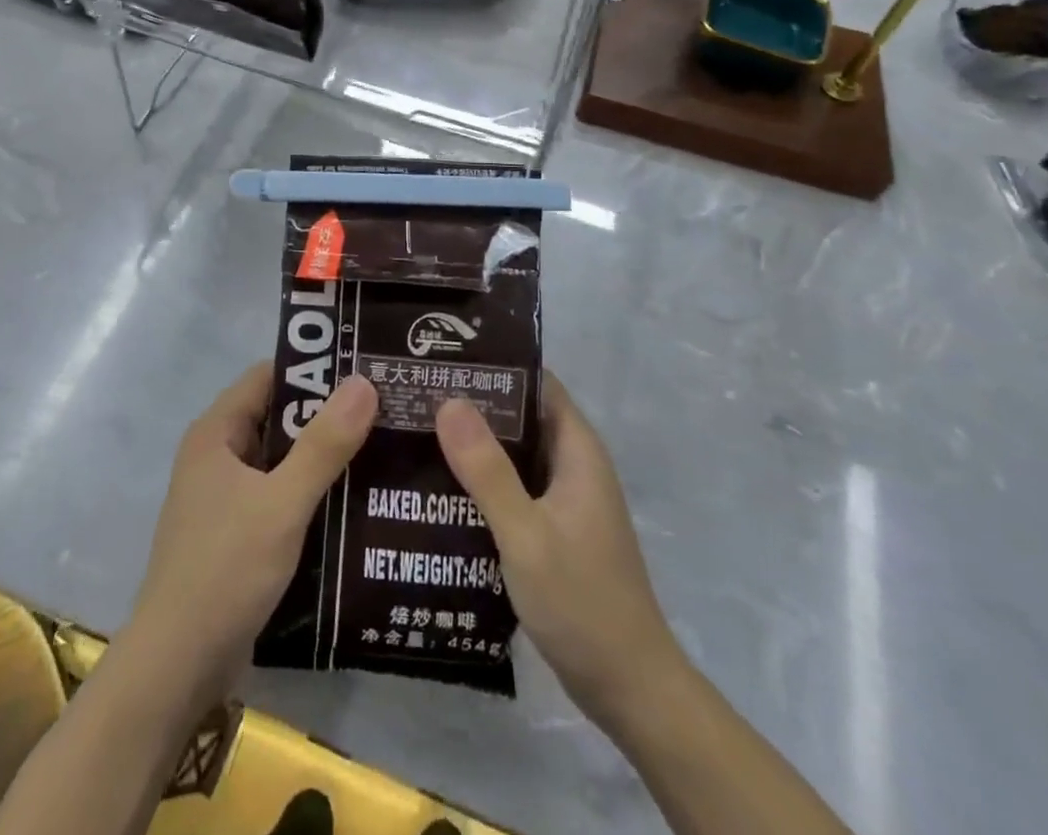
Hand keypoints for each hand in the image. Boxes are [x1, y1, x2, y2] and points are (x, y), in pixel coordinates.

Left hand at [129, 361, 376, 701]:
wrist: (177, 665)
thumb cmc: (225, 569)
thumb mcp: (282, 503)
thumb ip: (324, 444)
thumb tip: (363, 382)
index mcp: (216, 433)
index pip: (268, 377)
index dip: (313, 368)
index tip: (362, 368)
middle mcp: (218, 455)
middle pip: (277, 417)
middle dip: (325, 414)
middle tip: (384, 408)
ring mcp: (225, 497)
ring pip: (281, 460)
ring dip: (322, 456)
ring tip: (381, 448)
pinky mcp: (237, 533)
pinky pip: (279, 495)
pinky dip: (311, 493)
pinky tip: (355, 501)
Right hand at [436, 372, 682, 736]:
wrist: (629, 690)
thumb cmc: (582, 603)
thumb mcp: (526, 534)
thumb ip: (488, 470)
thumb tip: (449, 400)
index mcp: (578, 451)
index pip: (537, 384)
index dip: (496, 366)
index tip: (445, 358)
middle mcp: (573, 466)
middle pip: (522, 416)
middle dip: (475, 403)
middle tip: (418, 392)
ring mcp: (565, 500)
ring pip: (515, 454)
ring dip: (475, 443)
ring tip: (417, 430)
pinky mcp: (553, 529)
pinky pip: (514, 487)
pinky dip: (483, 479)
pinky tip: (440, 485)